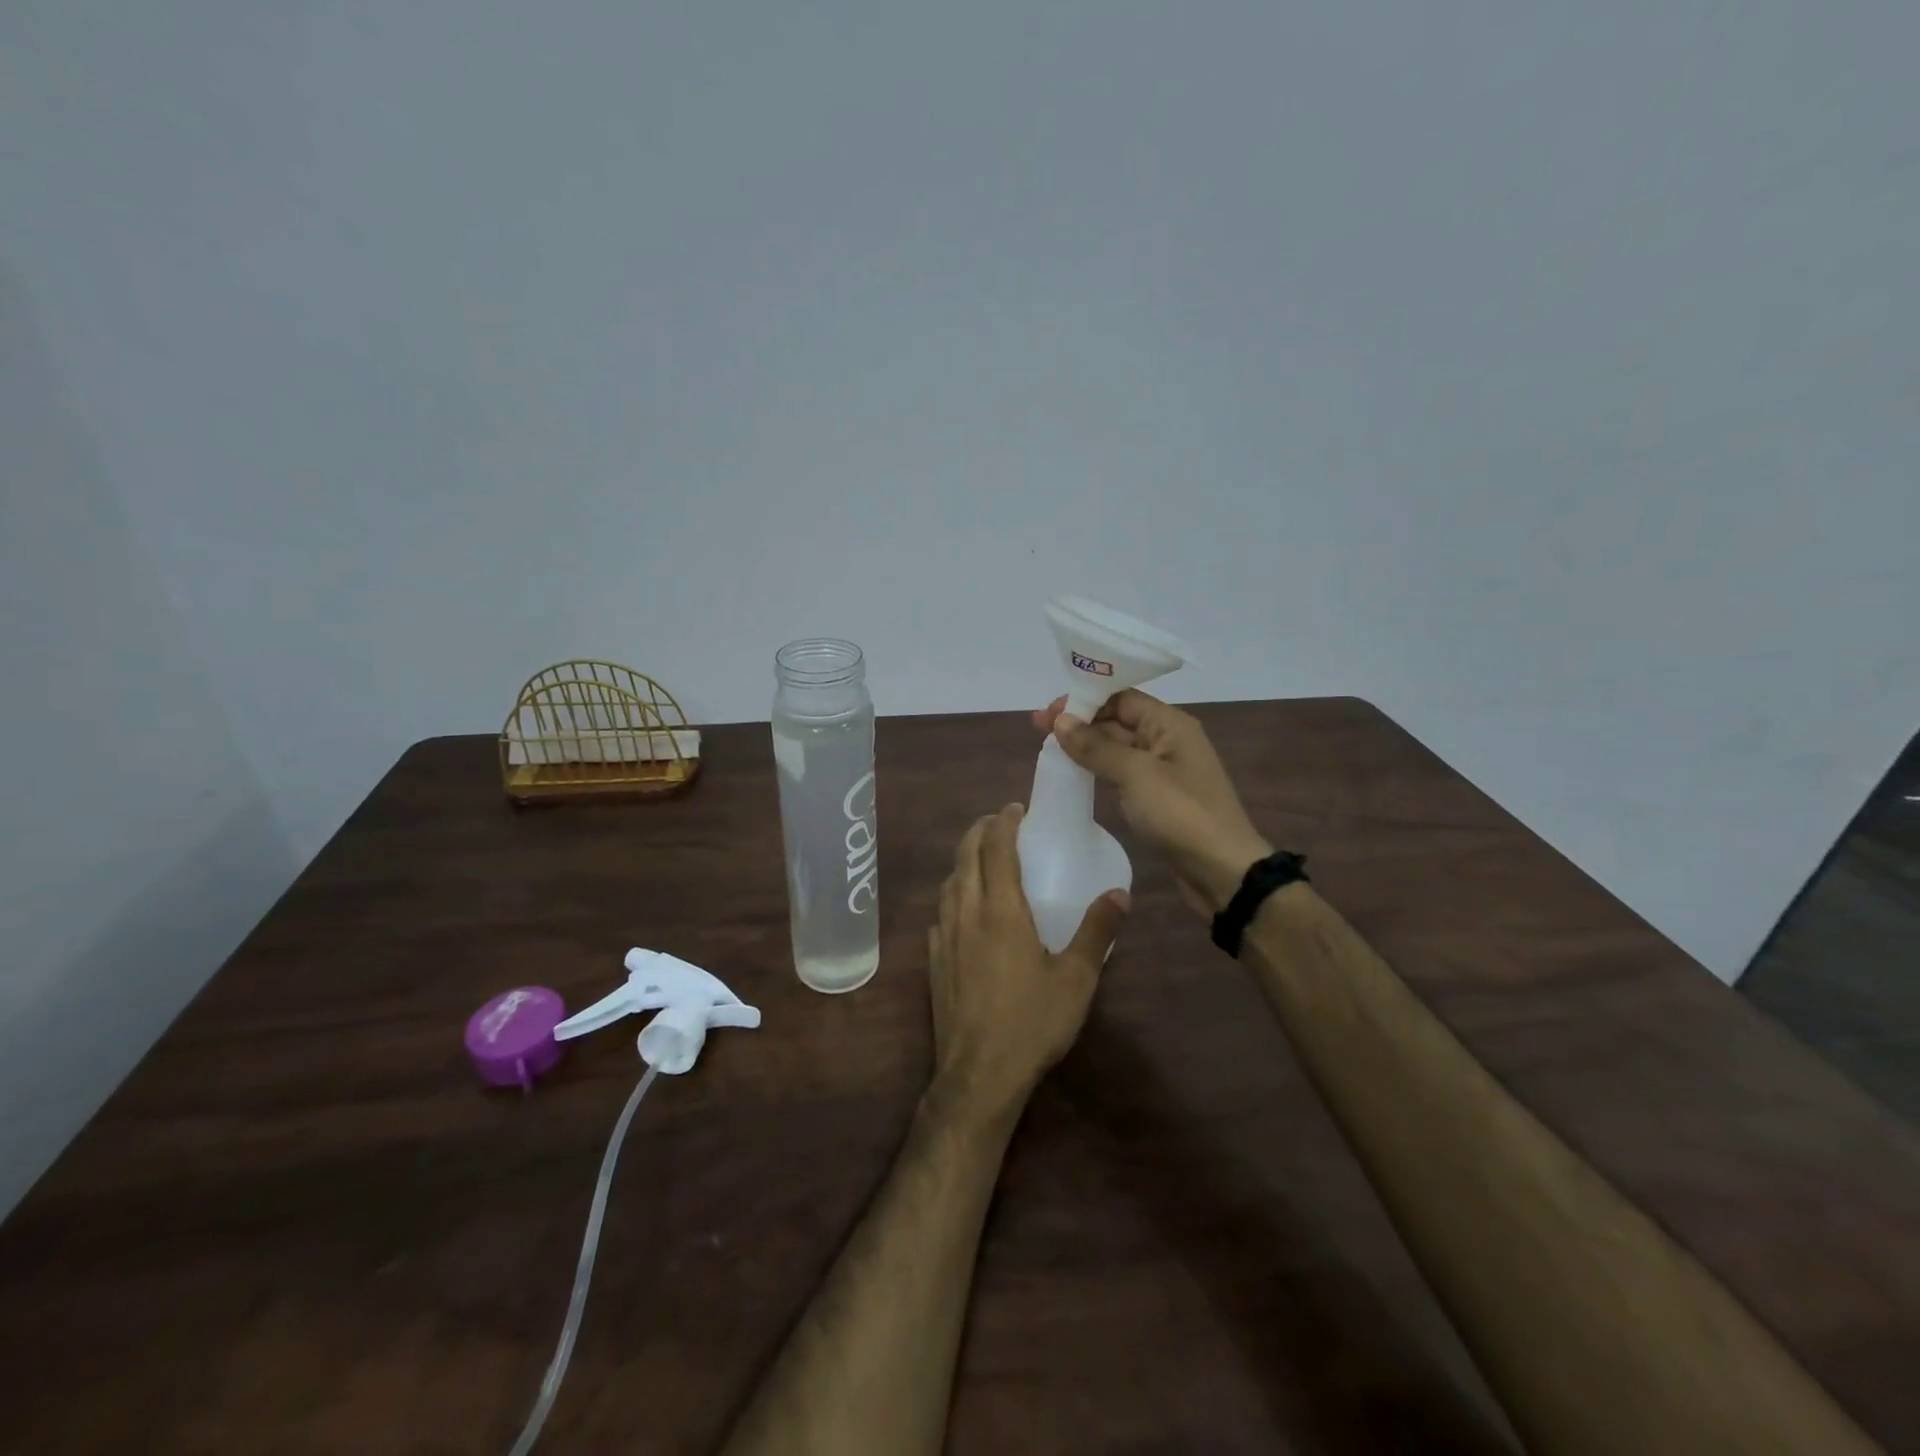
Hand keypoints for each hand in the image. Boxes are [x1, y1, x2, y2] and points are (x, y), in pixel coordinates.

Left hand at [928, 804, 1127, 1115]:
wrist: (979, 1074)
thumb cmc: (1032, 1022)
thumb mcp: (1077, 978)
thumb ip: (1097, 931)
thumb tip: (1120, 893)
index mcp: (1002, 911)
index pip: (996, 849)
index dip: (1003, 822)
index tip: (1015, 808)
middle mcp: (967, 913)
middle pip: (965, 857)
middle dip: (978, 831)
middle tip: (998, 823)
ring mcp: (945, 937)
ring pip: (948, 883)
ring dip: (963, 861)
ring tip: (981, 859)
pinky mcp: (934, 961)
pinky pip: (940, 913)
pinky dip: (952, 895)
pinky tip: (963, 910)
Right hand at [1034, 690, 1270, 918]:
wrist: (1221, 870)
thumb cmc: (1180, 814)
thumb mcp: (1135, 774)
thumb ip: (1095, 746)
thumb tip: (1060, 721)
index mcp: (1170, 724)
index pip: (1121, 697)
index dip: (1083, 700)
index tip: (1048, 712)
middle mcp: (1168, 740)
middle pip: (1119, 720)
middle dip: (1081, 722)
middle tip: (1038, 729)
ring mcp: (1164, 771)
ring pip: (1119, 748)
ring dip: (1087, 746)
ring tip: (1050, 749)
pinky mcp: (1159, 798)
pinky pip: (1123, 773)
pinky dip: (1099, 769)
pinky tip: (1076, 774)